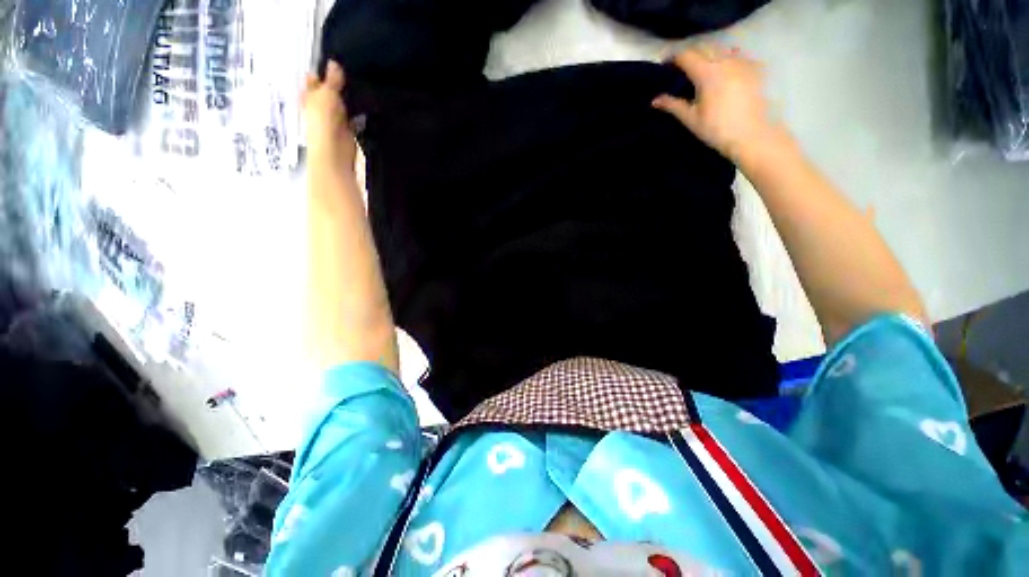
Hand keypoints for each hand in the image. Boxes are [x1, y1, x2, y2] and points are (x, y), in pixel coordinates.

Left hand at [303, 60, 356, 166]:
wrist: (334, 150)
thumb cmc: (323, 121)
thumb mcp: (327, 94)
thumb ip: (332, 80)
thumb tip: (334, 63)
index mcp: (308, 96)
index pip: (314, 79)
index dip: (322, 70)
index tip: (336, 60)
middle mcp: (320, 106)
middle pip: (329, 91)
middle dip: (339, 84)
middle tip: (352, 71)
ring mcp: (334, 119)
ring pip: (342, 104)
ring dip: (350, 98)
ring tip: (362, 85)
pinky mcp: (347, 129)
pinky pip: (354, 117)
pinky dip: (359, 113)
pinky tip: (367, 105)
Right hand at [653, 45, 780, 161]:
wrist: (752, 134)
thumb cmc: (716, 129)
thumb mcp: (690, 118)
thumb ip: (672, 105)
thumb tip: (654, 100)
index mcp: (707, 72)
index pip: (686, 55)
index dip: (673, 58)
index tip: (664, 66)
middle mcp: (725, 60)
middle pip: (703, 48)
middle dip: (689, 55)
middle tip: (680, 69)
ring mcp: (742, 62)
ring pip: (720, 49)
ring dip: (707, 55)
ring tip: (701, 69)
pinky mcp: (754, 67)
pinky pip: (736, 55)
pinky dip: (724, 59)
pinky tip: (722, 72)